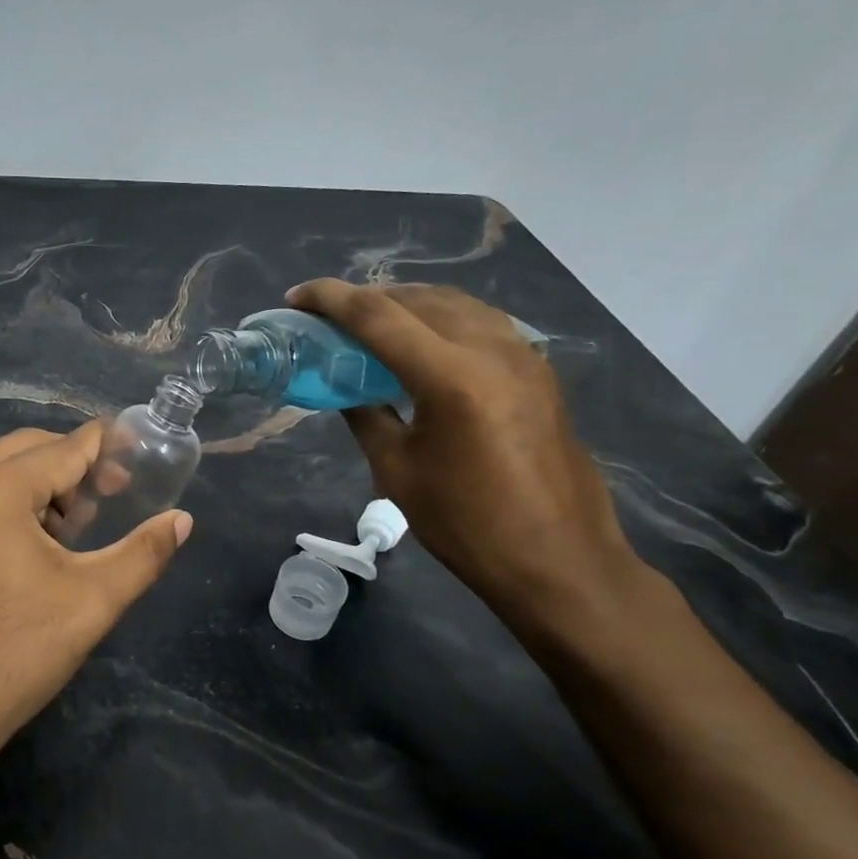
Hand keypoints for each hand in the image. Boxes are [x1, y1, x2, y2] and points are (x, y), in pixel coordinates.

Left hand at [0, 424, 191, 780]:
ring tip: (71, 528)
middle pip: (27, 449)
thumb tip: (182, 520)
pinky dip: (6, 501)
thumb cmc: (13, 655)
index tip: (137, 454)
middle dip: (71, 466)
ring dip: (38, 484)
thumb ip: (143, 553)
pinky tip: (28, 544)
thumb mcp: (91, 602)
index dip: (105, 448)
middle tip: (107, 500)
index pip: (64, 448)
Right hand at [287, 279, 643, 632]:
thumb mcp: (398, 472)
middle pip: (417, 298)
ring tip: (372, 323)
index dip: (330, 299)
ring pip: (454, 303)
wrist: (561, 561)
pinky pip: (481, 322)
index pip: (378, 316)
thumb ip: (366, 417)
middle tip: (329, 316)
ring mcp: (523, 356)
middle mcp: (491, 350)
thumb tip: (346, 389)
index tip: (296, 297)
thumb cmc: (468, 526)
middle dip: (367, 298)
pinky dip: (442, 319)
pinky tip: (424, 344)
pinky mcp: (539, 371)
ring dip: (407, 303)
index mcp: (451, 377)